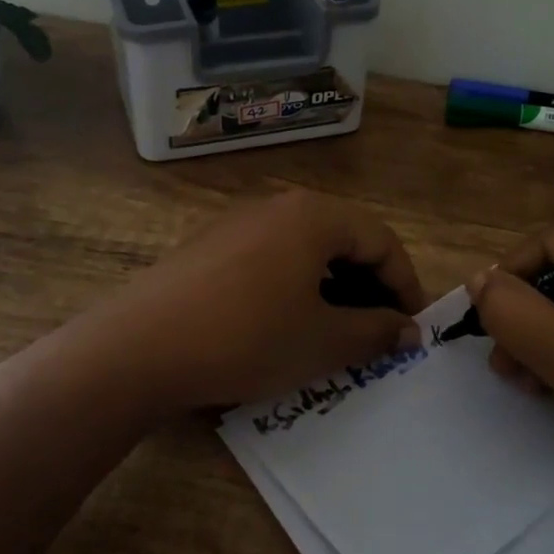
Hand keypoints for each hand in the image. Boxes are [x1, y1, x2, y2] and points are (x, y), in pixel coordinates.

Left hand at [76, 190, 424, 413]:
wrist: (140, 347)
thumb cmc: (248, 338)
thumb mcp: (324, 342)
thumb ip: (377, 332)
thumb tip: (410, 330)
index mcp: (313, 216)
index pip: (381, 240)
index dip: (406, 284)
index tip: (413, 328)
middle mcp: (277, 206)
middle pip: (344, 238)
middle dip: (369, 286)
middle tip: (379, 332)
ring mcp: (238, 223)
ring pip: (306, 249)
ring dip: (333, 287)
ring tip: (336, 331)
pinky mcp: (209, 246)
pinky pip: (271, 258)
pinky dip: (295, 286)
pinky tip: (285, 323)